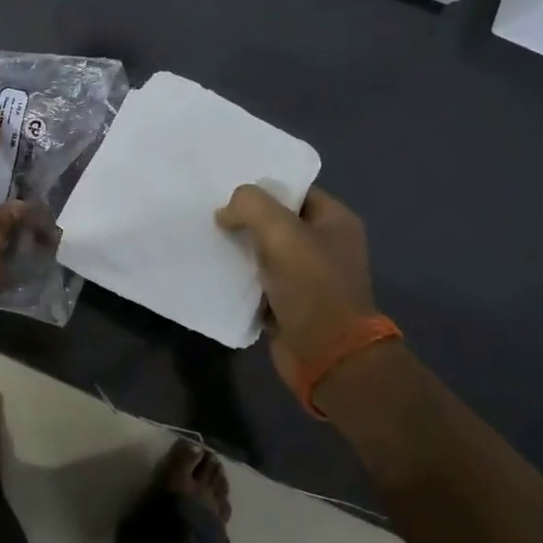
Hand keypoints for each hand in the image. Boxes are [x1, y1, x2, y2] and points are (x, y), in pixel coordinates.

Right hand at [215, 185, 382, 398]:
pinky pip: (258, 279)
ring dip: (238, 246)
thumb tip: (226, 213)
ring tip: (206, 237)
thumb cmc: (312, 286)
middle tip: (210, 211)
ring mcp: (308, 275)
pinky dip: (239, 275)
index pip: (294, 189)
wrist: (328, 356)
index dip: (262, 186)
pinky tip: (214, 268)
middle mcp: (324, 245)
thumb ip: (249, 205)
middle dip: (245, 217)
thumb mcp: (280, 232)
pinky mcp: (290, 302)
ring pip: (264, 249)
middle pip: (276, 219)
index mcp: (335, 221)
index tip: (227, 186)